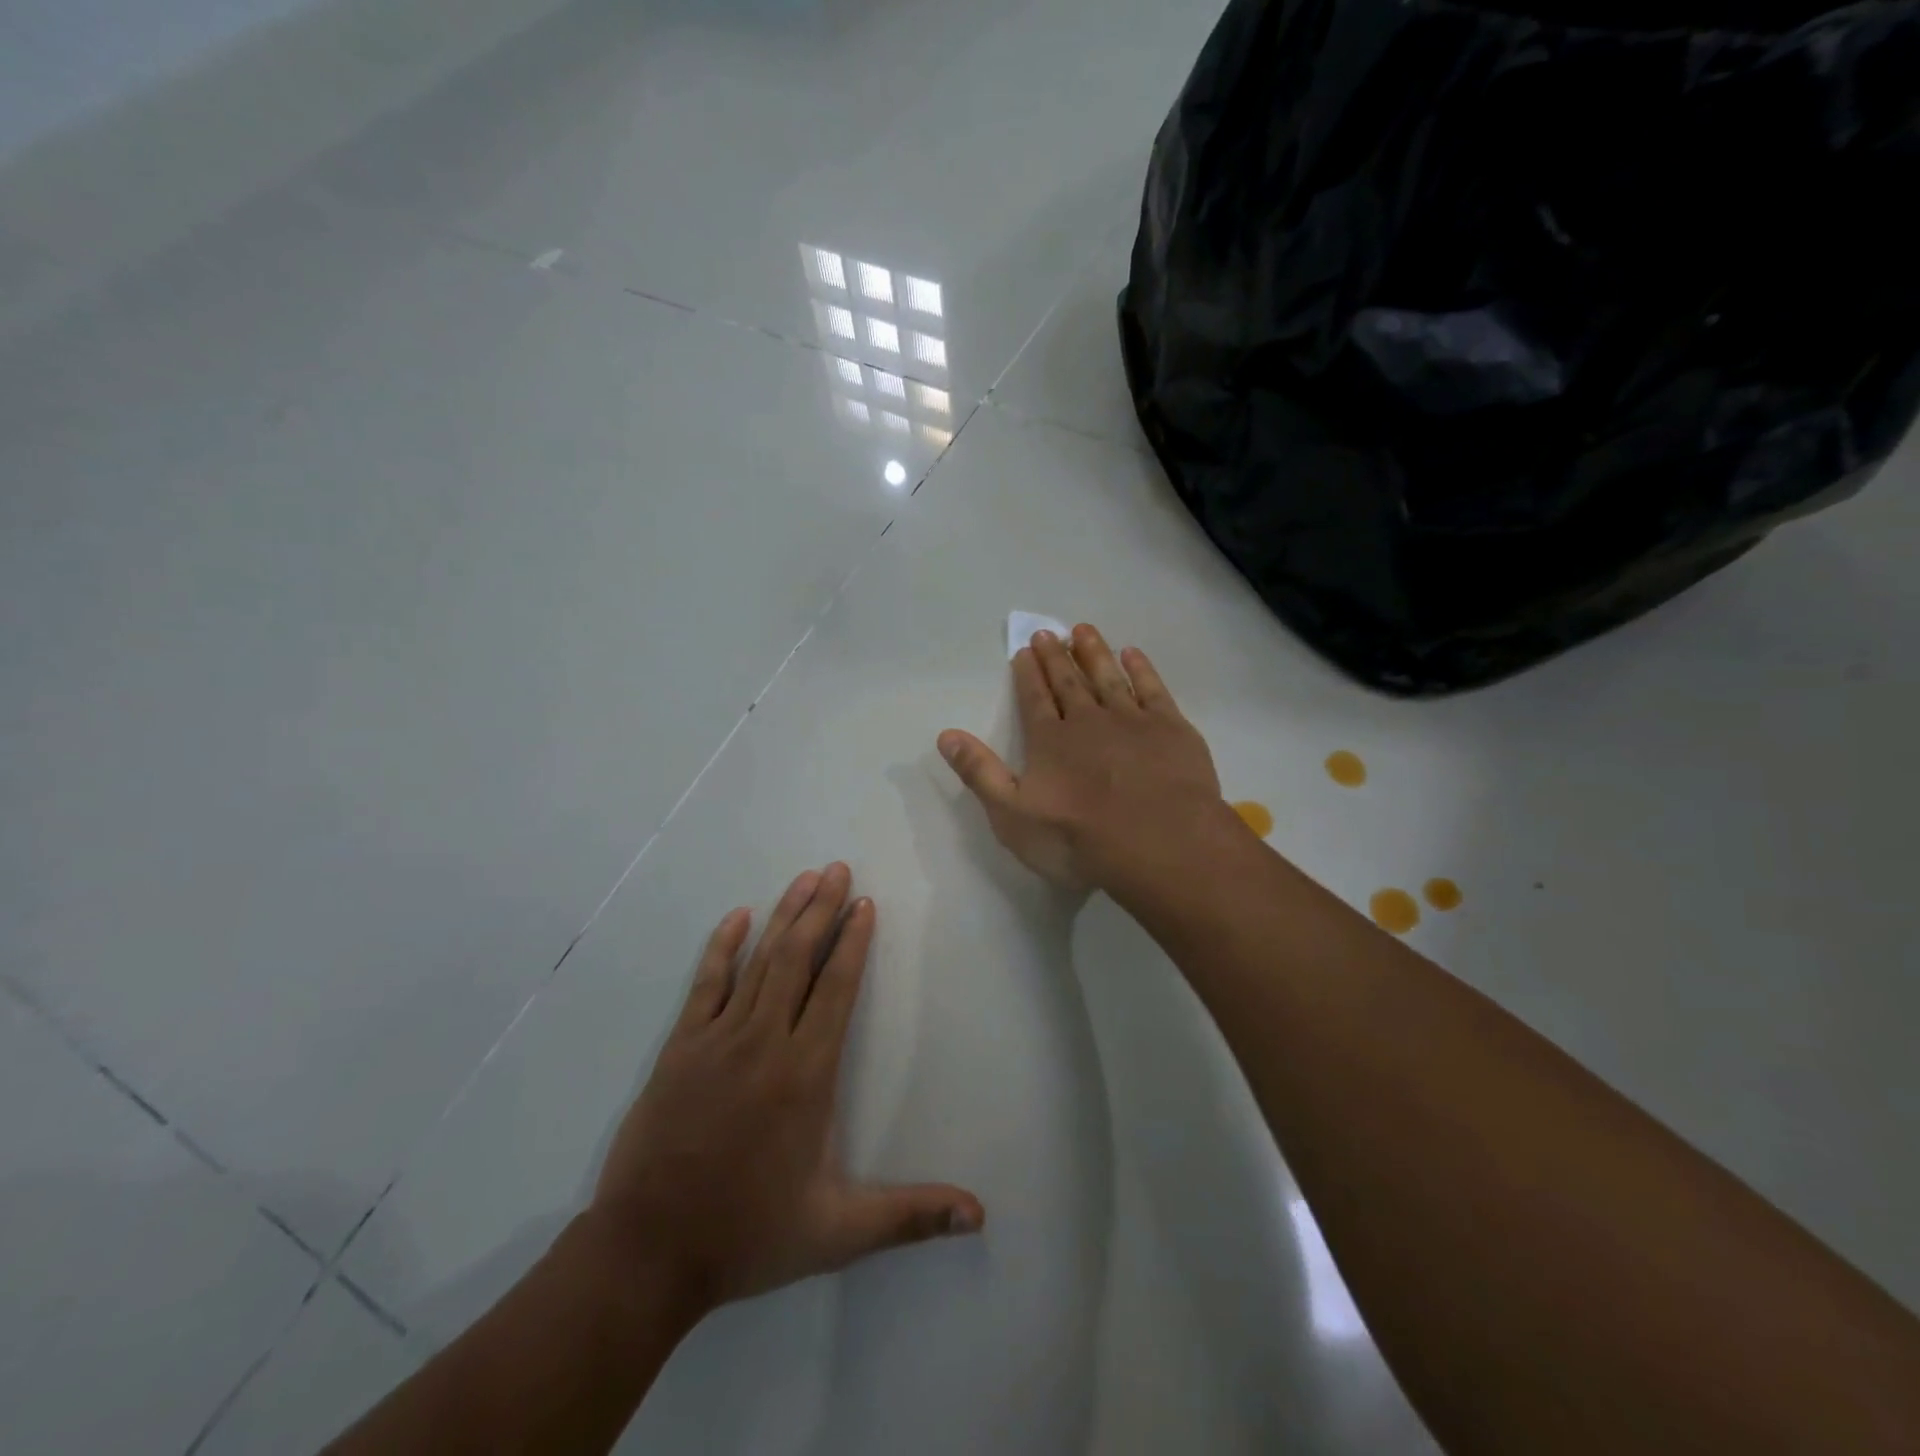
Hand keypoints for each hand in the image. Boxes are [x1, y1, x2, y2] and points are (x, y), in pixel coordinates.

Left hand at [586, 864, 983, 1315]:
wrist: (647, 1253)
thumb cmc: (749, 1235)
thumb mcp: (838, 1232)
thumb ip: (910, 1215)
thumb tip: (979, 1215)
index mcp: (806, 1074)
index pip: (837, 989)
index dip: (854, 942)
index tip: (864, 905)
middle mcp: (765, 1042)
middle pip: (799, 958)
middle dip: (822, 910)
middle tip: (839, 869)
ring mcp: (718, 1039)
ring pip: (759, 961)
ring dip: (785, 916)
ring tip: (805, 878)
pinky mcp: (680, 1047)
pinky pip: (706, 983)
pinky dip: (723, 946)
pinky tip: (738, 916)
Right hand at [937, 625, 1233, 893]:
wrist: (1160, 844)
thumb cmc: (1079, 838)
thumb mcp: (1013, 815)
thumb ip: (980, 773)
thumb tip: (946, 735)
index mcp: (1050, 740)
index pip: (1034, 698)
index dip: (1028, 673)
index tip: (1024, 649)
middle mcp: (1088, 720)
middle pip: (1069, 682)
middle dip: (1056, 657)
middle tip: (1048, 633)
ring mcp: (1132, 720)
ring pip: (1108, 677)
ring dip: (1094, 653)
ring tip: (1083, 630)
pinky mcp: (1171, 728)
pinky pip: (1152, 689)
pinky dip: (1141, 669)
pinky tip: (1133, 655)